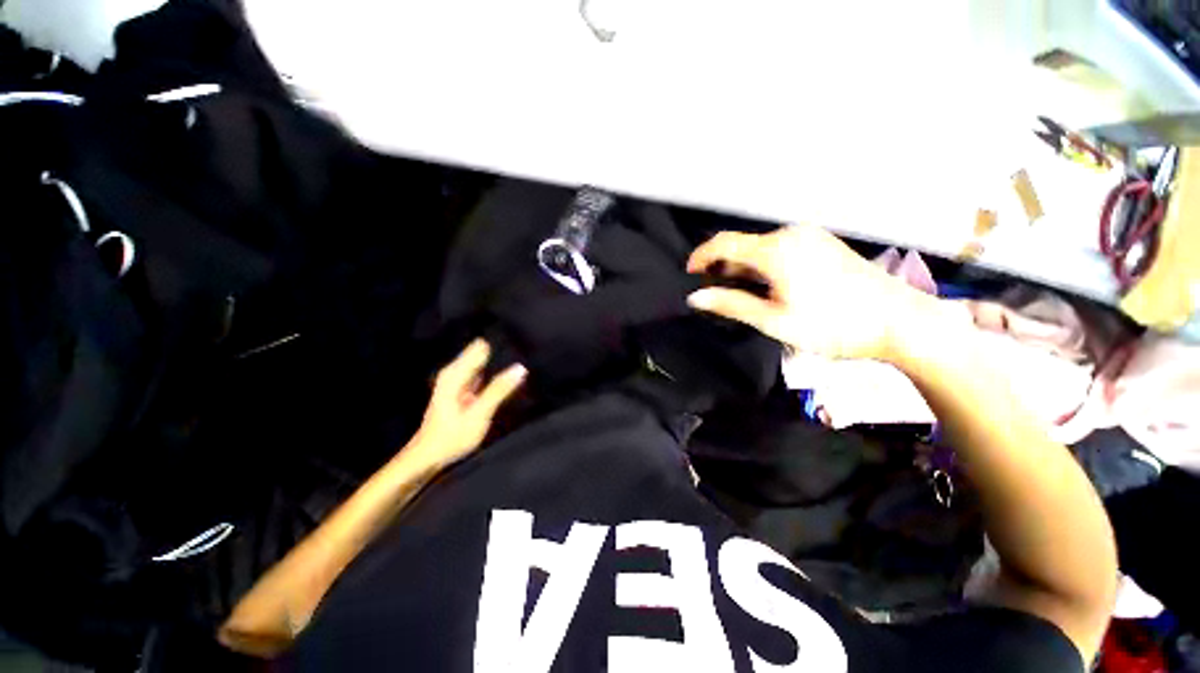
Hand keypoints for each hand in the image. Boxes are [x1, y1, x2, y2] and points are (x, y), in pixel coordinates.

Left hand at [408, 339, 526, 468]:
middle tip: (521, 359)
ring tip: (517, 365)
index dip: (500, 346)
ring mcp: (456, 379)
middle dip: (500, 354)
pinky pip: (480, 372)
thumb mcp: (479, 414)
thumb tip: (520, 368)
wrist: (428, 457)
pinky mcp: (461, 388)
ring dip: (497, 363)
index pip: (481, 347)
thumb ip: (499, 389)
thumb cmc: (452, 436)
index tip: (518, 346)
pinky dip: (492, 373)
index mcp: (455, 373)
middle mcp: (454, 372)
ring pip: (481, 362)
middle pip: (481, 352)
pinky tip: (504, 378)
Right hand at [686, 224, 939, 362]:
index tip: (688, 273)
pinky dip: (762, 265)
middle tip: (713, 292)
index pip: (723, 243)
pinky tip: (766, 286)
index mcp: (776, 250)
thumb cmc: (833, 326)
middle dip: (721, 266)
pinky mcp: (822, 244)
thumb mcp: (774, 320)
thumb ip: (731, 304)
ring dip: (742, 267)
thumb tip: (696, 297)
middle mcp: (791, 235)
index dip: (700, 256)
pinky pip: (779, 250)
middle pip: (742, 245)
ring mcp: (809, 237)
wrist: (900, 322)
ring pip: (760, 248)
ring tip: (738, 293)